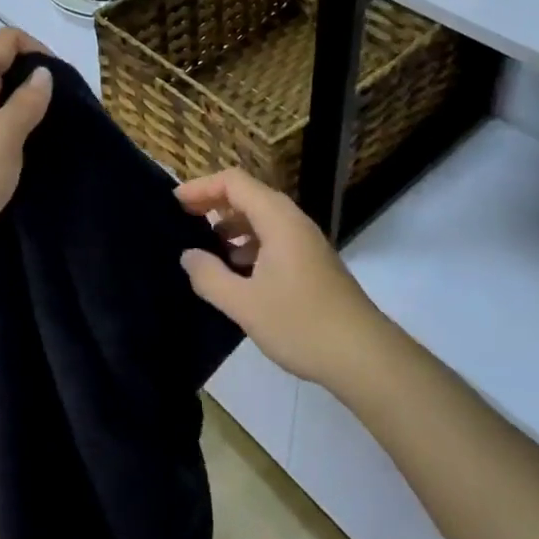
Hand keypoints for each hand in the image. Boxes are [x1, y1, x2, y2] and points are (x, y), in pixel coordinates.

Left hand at [0, 29, 52, 270]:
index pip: (7, 41)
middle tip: (64, 114)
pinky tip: (24, 159)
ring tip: (50, 137)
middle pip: (2, 69)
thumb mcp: (2, 139)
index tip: (64, 85)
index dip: (39, 51)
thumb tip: (43, 73)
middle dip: (35, 83)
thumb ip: (26, 103)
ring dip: (24, 113)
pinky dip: (10, 137)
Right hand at [176, 168, 387, 389]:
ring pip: (261, 218)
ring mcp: (305, 241)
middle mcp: (292, 220)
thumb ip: (210, 277)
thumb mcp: (245, 304)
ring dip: (231, 225)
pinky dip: (249, 244)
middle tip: (184, 221)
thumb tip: (188, 256)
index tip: (175, 203)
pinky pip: (273, 238)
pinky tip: (237, 272)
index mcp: (277, 218)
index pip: (233, 182)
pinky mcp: (312, 262)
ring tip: (206, 248)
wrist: (364, 356)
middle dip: (214, 204)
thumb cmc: (301, 323)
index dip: (201, 187)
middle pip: (247, 195)